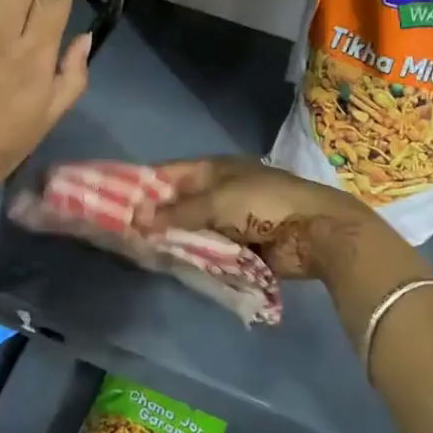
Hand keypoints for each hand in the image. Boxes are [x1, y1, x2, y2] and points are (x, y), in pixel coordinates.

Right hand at [137, 157, 406, 282]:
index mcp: (214, 169)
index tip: (116, 201)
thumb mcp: (216, 202)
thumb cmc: (265, 204)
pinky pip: (208, 249)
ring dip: (174, 239)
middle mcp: (219, 190)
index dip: (144, 186)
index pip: (169, 173)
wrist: (316, 231)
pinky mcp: (240, 245)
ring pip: (191, 228)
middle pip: (178, 203)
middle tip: (125, 234)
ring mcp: (230, 219)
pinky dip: (194, 255)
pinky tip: (173, 264)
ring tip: (144, 252)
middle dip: (156, 217)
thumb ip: (176, 212)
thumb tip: (136, 219)